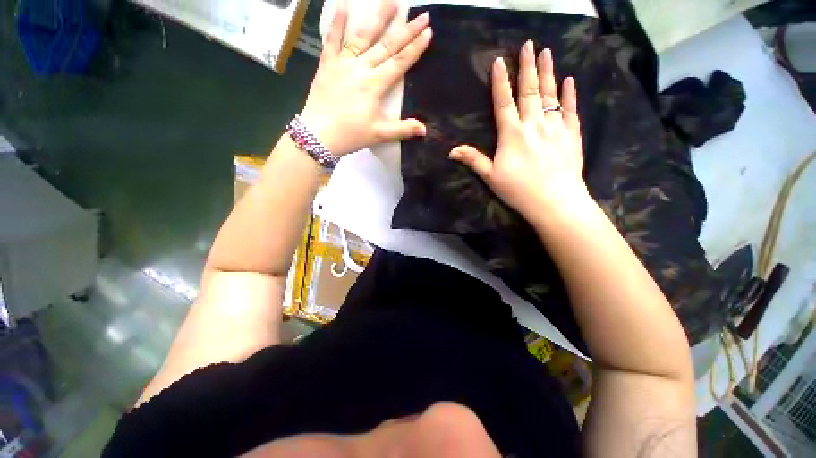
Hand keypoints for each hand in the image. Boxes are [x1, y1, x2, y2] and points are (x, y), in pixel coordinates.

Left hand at [300, 0, 431, 156]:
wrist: (318, 135)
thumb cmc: (351, 135)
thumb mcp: (379, 135)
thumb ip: (403, 129)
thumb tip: (425, 130)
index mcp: (374, 85)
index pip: (399, 62)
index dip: (415, 47)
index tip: (428, 31)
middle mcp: (360, 68)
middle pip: (386, 45)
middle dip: (406, 29)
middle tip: (421, 14)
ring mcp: (342, 63)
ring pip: (362, 36)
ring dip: (377, 17)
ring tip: (390, 1)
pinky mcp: (327, 64)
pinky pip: (332, 39)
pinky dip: (337, 22)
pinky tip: (342, 4)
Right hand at [449, 41, 587, 220]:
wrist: (554, 200)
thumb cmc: (518, 190)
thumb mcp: (491, 177)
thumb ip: (473, 160)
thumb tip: (451, 151)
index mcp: (512, 134)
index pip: (503, 103)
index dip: (500, 82)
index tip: (499, 62)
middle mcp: (533, 124)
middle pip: (529, 91)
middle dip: (527, 66)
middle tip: (529, 45)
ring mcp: (555, 126)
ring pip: (550, 94)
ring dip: (548, 72)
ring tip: (547, 53)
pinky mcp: (571, 133)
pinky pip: (570, 109)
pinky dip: (569, 94)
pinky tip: (569, 80)